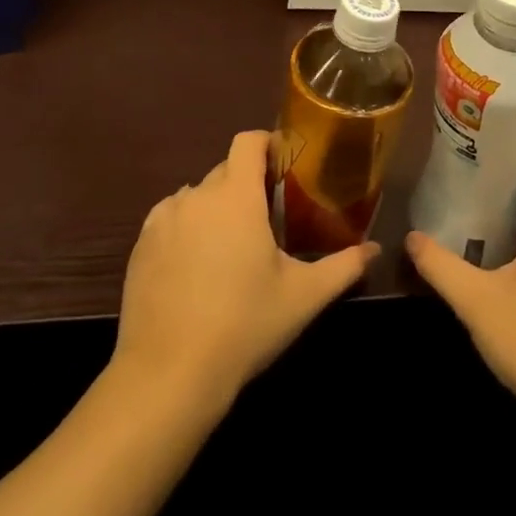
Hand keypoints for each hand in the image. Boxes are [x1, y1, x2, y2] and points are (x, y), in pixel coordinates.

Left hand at [113, 130, 377, 412]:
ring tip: (232, 244)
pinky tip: (197, 265)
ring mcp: (162, 220)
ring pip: (196, 196)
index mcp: (236, 196)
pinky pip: (170, 219)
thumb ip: (344, 266)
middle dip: (247, 183)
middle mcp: (196, 196)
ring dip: (216, 206)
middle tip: (270, 215)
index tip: (286, 164)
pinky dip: (187, 228)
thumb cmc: (244, 324)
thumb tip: (375, 249)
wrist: (168, 374)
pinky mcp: (140, 246)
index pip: (248, 141)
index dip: (267, 143)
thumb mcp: (304, 296)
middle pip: (225, 169)